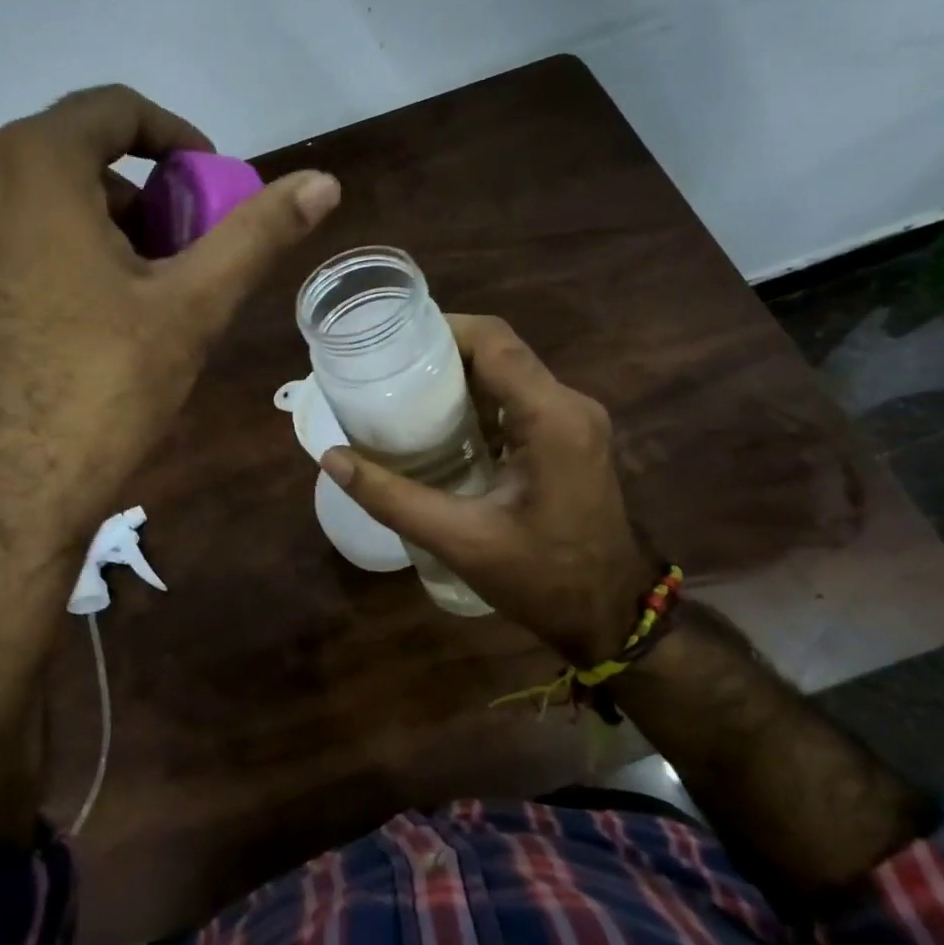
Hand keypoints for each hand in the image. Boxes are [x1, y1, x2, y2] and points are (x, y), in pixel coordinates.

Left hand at [0, 86, 337, 849]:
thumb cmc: (100, 389)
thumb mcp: (192, 307)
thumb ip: (257, 234)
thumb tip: (324, 181)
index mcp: (32, 167)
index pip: (115, 110)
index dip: (179, 139)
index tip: (214, 186)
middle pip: (79, 159)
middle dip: (147, 196)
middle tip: (189, 253)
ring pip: (43, 204)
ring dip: (107, 229)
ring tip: (148, 295)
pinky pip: (12, 244)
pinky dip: (63, 257)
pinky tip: (93, 322)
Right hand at [319, 315, 651, 667]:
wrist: (611, 615)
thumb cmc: (542, 579)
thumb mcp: (460, 540)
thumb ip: (393, 497)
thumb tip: (332, 457)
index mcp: (552, 417)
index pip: (494, 341)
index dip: (441, 329)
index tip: (390, 343)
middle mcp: (570, 405)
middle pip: (500, 352)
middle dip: (442, 354)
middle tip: (385, 372)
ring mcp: (576, 421)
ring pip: (509, 374)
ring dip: (459, 378)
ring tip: (403, 394)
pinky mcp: (572, 438)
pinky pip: (520, 400)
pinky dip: (478, 402)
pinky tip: (440, 426)